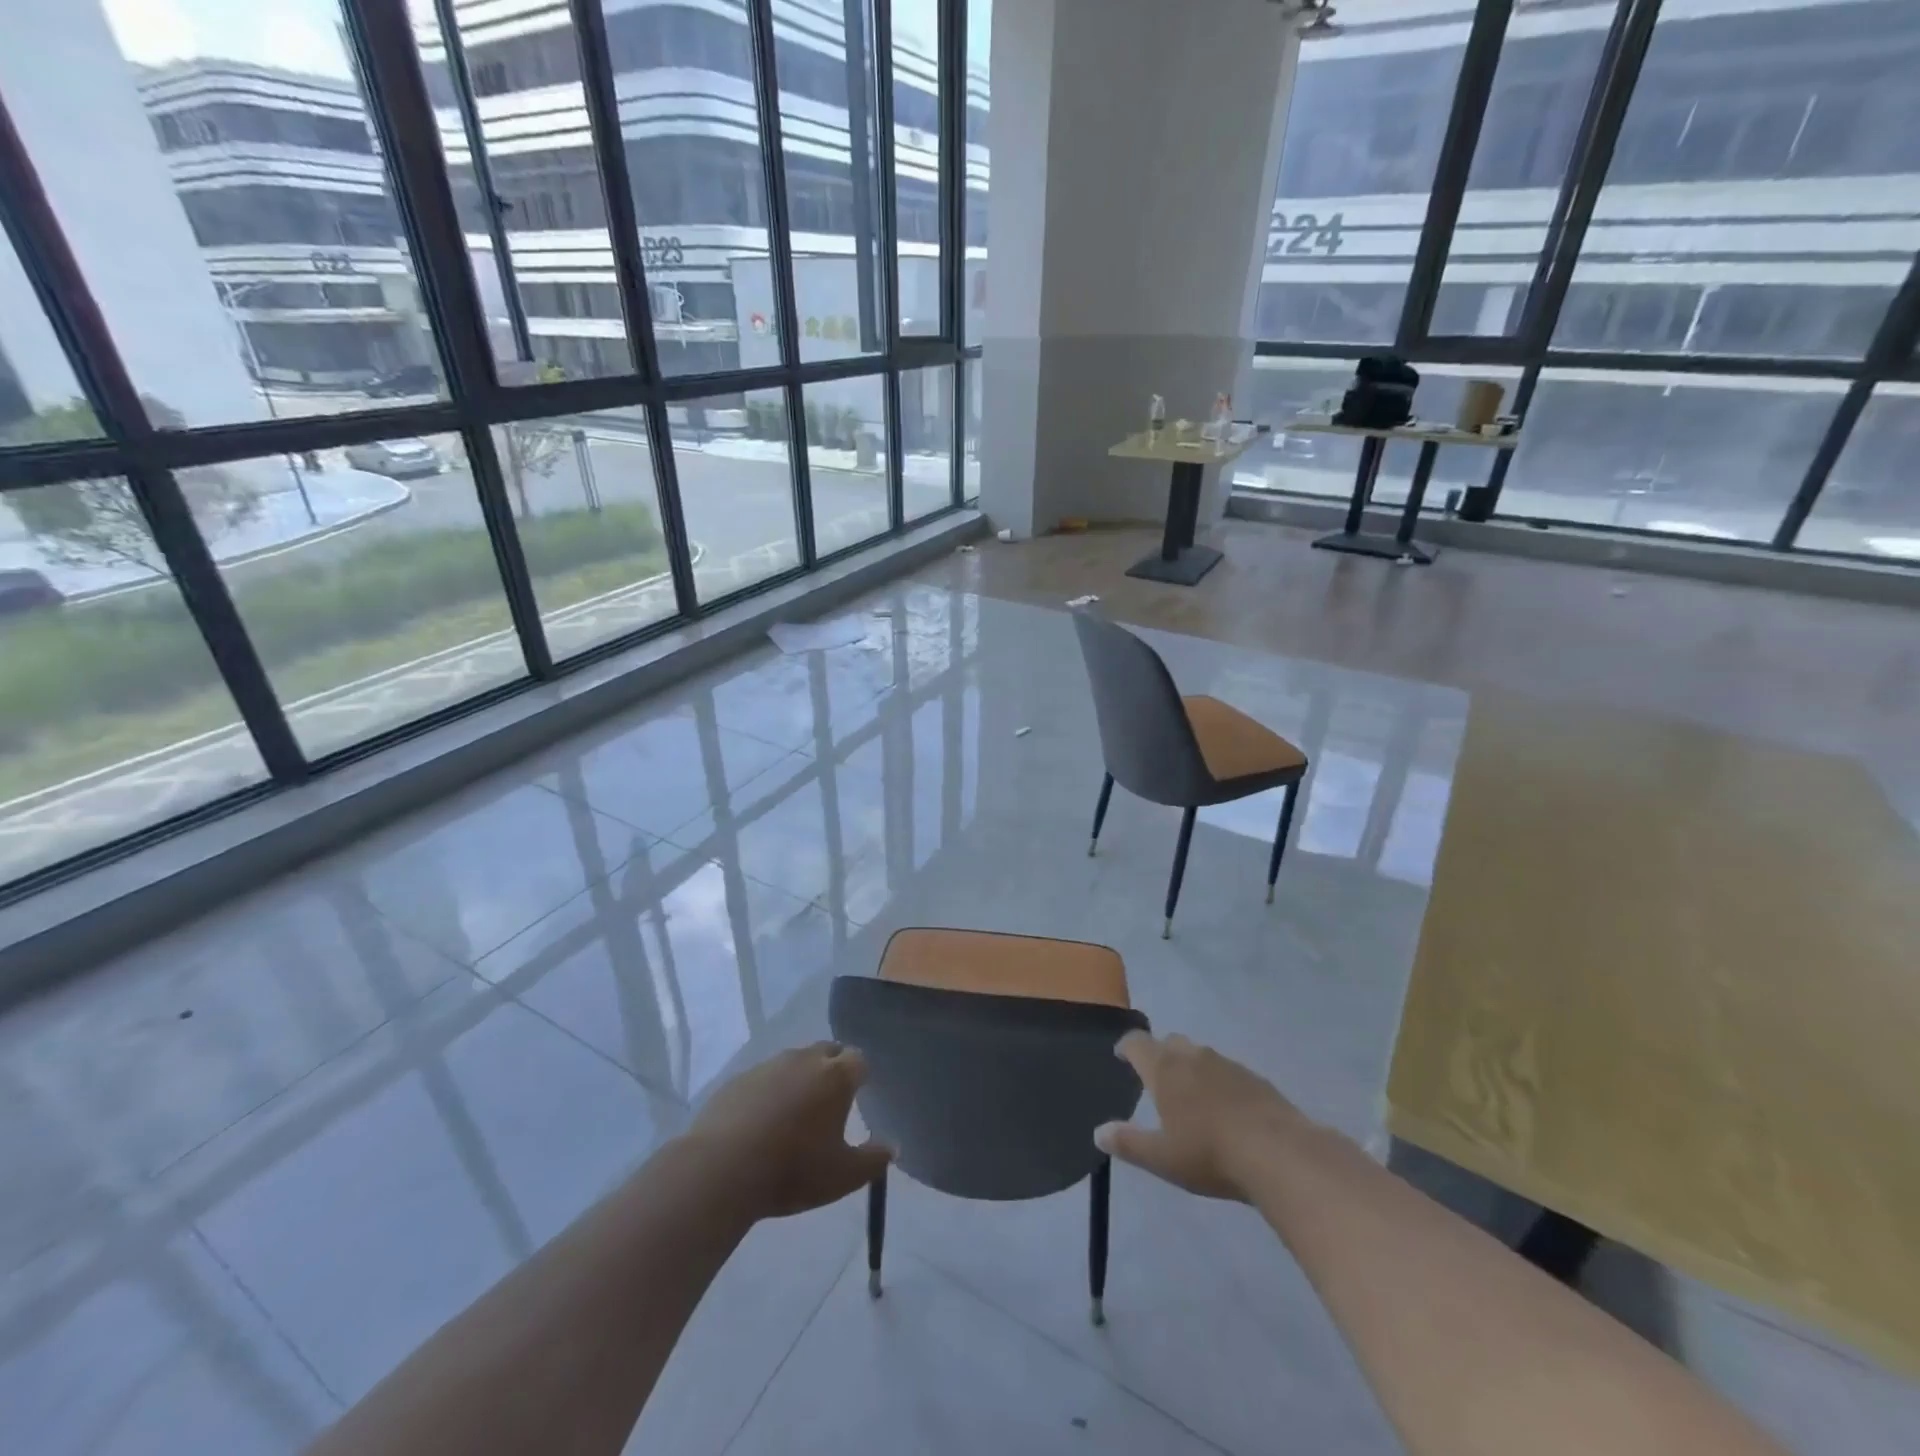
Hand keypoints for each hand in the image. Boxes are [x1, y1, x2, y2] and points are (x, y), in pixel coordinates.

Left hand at [686, 1042, 892, 1220]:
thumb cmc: (793, 1169)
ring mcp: (769, 1066)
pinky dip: (770, 1090)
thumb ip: (873, 1160)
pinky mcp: (739, 1079)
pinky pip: (764, 1077)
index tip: (861, 1091)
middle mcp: (804, 1060)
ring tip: (796, 1109)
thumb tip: (893, 1146)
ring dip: (801, 1077)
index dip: (861, 1073)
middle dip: (834, 1067)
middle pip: (827, 1051)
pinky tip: (762, 1119)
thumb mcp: (842, 1176)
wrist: (722, 1168)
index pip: (858, 1059)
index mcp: (835, 1076)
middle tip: (832, 1097)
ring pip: (794, 1061)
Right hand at [1095, 1032, 1305, 1200]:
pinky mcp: (1255, 1078)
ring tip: (1191, 1094)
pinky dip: (1218, 1081)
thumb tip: (1098, 1132)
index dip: (1127, 1047)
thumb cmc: (1210, 1154)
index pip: (1137, 1042)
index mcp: (1165, 1069)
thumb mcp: (1162, 1158)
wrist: (1279, 1154)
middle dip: (1160, 1054)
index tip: (1121, 1056)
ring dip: (1191, 1066)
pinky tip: (1226, 1108)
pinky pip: (1227, 1071)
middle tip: (1156, 1078)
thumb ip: (1129, 1143)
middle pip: (1170, 1042)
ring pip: (1200, 1054)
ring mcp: (1227, 1064)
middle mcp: (1193, 1057)